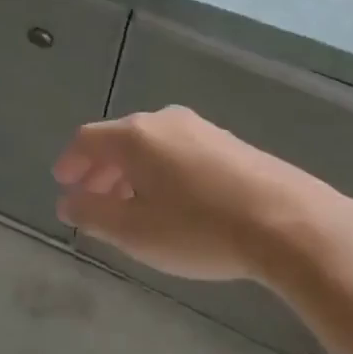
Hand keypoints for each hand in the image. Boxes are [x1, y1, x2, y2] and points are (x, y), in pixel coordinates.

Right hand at [53, 106, 352, 283]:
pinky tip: (173, 202)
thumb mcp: (134, 232)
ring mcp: (200, 128)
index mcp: (134, 136)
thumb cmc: (198, 228)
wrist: (289, 222)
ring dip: (132, 173)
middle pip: (119, 140)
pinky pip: (179, 152)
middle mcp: (164, 121)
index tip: (63, 184)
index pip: (87, 140)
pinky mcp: (230, 143)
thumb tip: (68, 202)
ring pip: (151, 146)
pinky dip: (162, 172)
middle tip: (92, 200)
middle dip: (100, 171)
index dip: (70, 162)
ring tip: (131, 207)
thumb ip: (93, 214)